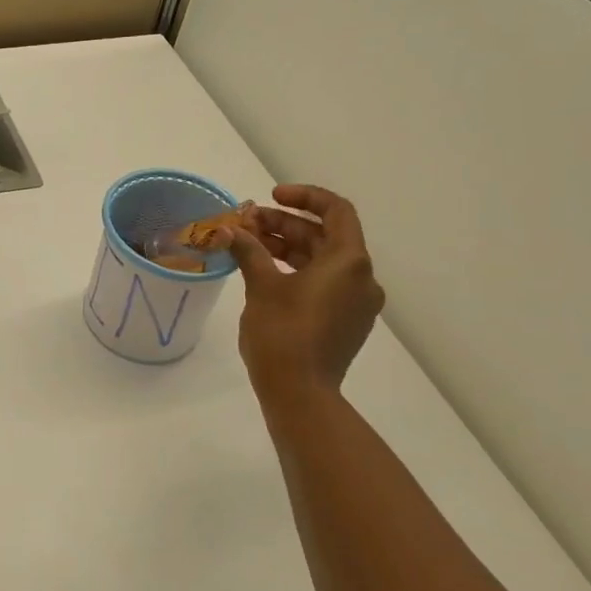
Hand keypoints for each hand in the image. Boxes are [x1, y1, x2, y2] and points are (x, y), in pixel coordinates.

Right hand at [226, 185, 384, 402]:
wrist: (300, 393)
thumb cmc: (282, 333)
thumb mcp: (261, 286)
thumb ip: (249, 251)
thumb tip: (229, 230)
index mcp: (349, 261)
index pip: (336, 210)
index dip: (303, 197)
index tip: (270, 197)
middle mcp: (361, 278)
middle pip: (325, 235)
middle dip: (285, 224)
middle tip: (246, 224)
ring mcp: (356, 302)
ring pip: (323, 260)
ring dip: (288, 246)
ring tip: (249, 244)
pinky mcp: (345, 321)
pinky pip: (324, 283)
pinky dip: (297, 270)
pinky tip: (264, 271)